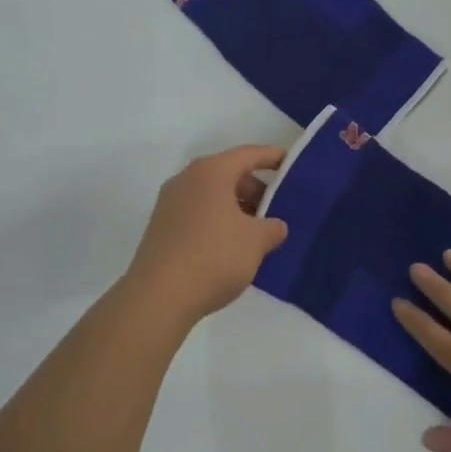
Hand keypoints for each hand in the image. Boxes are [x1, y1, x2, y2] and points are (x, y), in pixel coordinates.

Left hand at [124, 145, 289, 323]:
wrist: (158, 297)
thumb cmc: (214, 256)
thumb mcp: (256, 241)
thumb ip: (272, 228)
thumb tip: (275, 226)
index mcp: (211, 172)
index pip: (248, 154)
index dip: (273, 157)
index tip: (292, 165)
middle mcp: (187, 179)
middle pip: (229, 174)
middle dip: (255, 189)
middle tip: (277, 209)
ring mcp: (169, 204)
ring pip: (212, 195)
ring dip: (236, 208)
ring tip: (256, 233)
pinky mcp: (161, 228)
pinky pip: (197, 213)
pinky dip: (218, 221)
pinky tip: (231, 247)